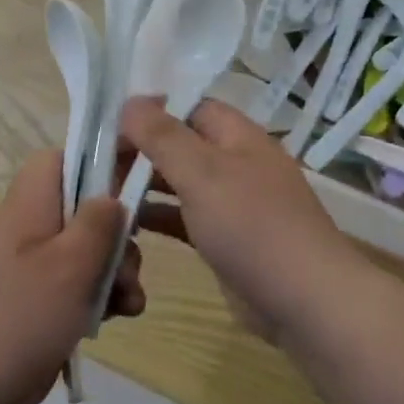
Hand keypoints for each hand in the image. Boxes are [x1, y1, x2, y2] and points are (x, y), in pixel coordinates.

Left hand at [0, 151, 144, 403]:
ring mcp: (30, 267)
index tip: (135, 183)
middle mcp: (29, 227)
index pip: (62, 158)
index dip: (99, 161)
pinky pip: (74, 286)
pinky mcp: (34, 303)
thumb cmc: (20, 317)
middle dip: (117, 235)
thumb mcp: (72, 263)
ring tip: (129, 304)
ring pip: (85, 251)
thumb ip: (99, 222)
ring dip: (114, 272)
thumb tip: (111, 198)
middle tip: (129, 267)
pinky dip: (97, 297)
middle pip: (84, 208)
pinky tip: (117, 320)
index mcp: (31, 204)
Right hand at [120, 96, 362, 344]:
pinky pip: (185, 217)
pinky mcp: (226, 239)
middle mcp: (236, 162)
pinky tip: (127, 224)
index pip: (188, 106)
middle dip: (142, 150)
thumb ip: (163, 136)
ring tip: (102, 194)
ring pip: (180, 182)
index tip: (109, 127)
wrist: (304, 300)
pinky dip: (158, 216)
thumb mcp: (202, 172)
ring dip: (145, 184)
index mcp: (237, 135)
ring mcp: (233, 203)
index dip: (150, 111)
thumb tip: (129, 102)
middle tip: (98, 165)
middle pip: (181, 143)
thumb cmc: (251, 225)